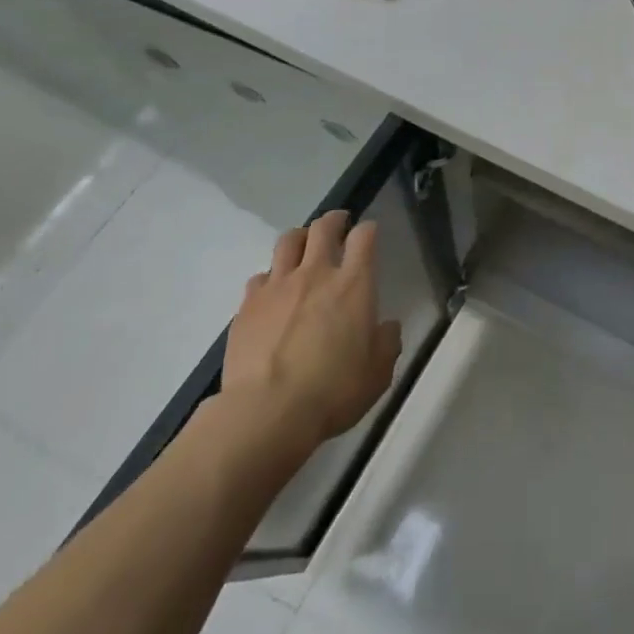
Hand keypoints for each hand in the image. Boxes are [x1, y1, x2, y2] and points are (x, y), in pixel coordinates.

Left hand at [219, 210, 402, 450]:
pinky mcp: (247, 306)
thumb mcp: (378, 373)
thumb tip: (387, 327)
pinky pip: (259, 277)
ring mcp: (277, 286)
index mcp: (353, 284)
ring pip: (287, 241)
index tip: (369, 233)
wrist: (267, 413)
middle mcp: (315, 274)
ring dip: (299, 238)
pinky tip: (272, 292)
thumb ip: (386, 342)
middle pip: (323, 228)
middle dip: (333, 220)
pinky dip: (269, 278)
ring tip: (303, 247)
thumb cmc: (333, 391)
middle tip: (338, 225)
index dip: (368, 230)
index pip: (364, 237)